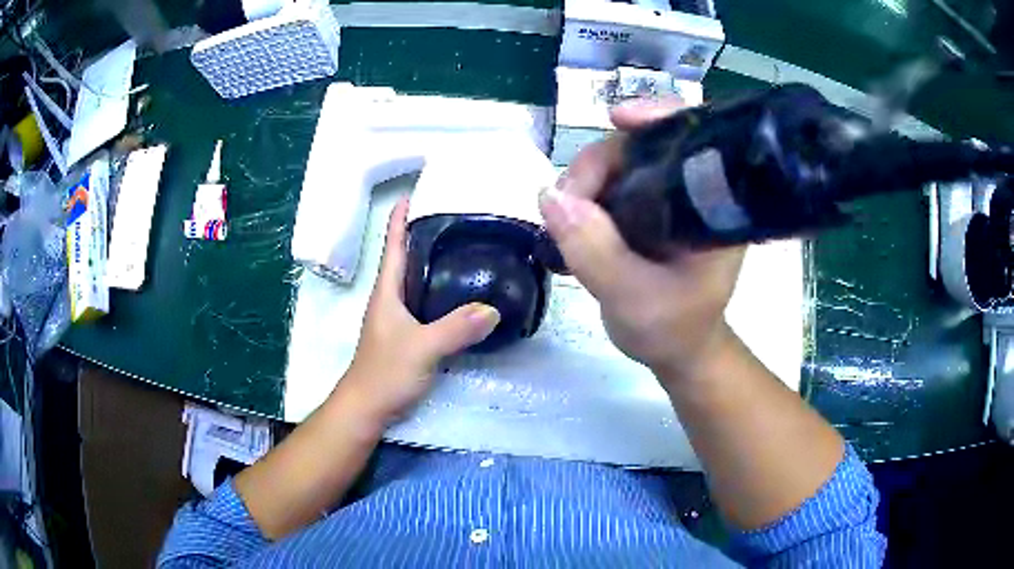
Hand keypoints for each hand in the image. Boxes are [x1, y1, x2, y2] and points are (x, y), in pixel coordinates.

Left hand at [338, 198, 500, 422]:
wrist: (368, 408)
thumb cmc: (385, 373)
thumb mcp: (422, 348)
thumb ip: (455, 328)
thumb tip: (492, 309)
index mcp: (387, 290)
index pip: (393, 243)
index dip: (401, 215)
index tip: (418, 191)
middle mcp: (391, 297)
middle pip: (408, 256)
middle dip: (427, 234)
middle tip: (460, 217)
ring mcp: (400, 317)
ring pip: (419, 280)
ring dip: (437, 262)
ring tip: (468, 248)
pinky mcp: (409, 335)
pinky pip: (428, 303)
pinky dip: (444, 291)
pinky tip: (464, 295)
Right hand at [539, 99, 745, 386]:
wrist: (677, 349)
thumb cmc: (673, 329)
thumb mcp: (634, 299)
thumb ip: (595, 251)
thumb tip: (549, 195)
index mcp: (716, 205)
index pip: (696, 138)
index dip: (659, 117)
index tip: (618, 118)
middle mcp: (695, 190)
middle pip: (646, 144)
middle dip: (600, 162)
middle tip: (566, 201)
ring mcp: (669, 196)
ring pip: (622, 161)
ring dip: (586, 180)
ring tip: (563, 218)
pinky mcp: (648, 207)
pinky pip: (611, 182)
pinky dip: (585, 193)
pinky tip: (569, 218)